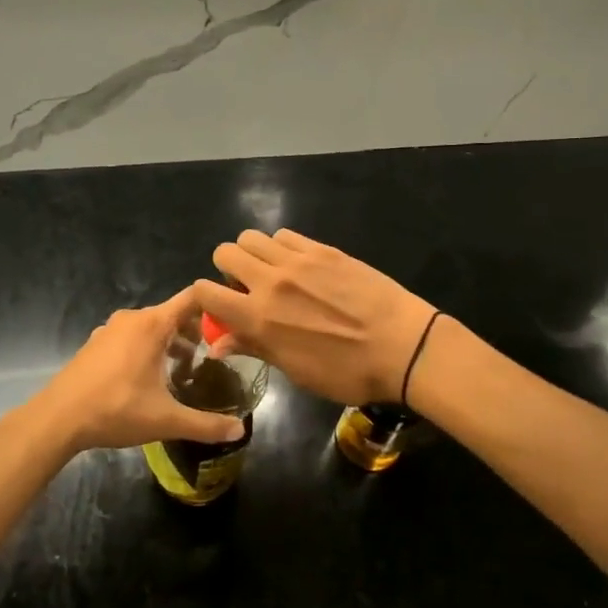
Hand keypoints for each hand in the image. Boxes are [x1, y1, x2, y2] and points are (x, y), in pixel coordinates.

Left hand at [26, 286, 246, 453]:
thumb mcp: (166, 420)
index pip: (192, 298)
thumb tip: (239, 430)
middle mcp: (132, 318)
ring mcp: (110, 329)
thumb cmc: (116, 410)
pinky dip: (147, 348)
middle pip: (173, 314)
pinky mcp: (96, 344)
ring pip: (151, 327)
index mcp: (152, 324)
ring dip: (170, 343)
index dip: (215, 306)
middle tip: (212, 358)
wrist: (58, 418)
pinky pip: (131, 337)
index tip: (233, 322)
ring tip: (183, 371)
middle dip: (195, 333)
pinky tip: (149, 378)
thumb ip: (206, 424)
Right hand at [196, 230, 436, 406]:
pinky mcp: (323, 249)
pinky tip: (299, 265)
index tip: (218, 306)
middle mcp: (270, 282)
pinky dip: (281, 247)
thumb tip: (219, 343)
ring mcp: (298, 260)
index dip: (204, 297)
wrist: (402, 346)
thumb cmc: (347, 372)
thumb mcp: (296, 370)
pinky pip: (286, 235)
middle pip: (225, 252)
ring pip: (253, 237)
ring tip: (271, 272)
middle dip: (227, 268)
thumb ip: (254, 347)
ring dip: (253, 253)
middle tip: (246, 286)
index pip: (205, 291)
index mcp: (258, 318)